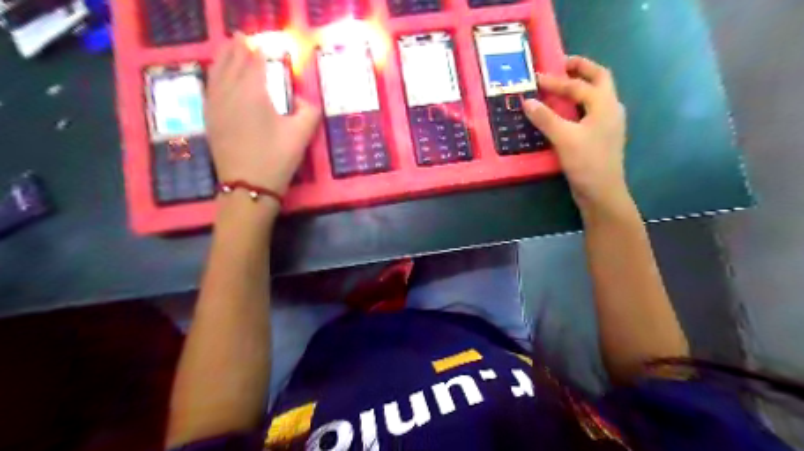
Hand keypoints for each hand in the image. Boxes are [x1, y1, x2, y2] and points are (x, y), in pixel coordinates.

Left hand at [204, 34, 318, 195]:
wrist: (248, 185)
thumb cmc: (277, 158)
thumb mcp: (302, 134)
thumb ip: (309, 111)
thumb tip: (301, 100)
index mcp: (253, 91)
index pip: (255, 62)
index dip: (260, 50)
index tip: (264, 43)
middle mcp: (230, 91)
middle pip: (232, 62)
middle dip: (238, 48)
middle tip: (242, 36)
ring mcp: (216, 104)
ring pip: (216, 72)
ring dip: (223, 57)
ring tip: (228, 48)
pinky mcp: (210, 118)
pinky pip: (210, 87)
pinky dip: (215, 75)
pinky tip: (217, 76)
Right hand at [526, 55, 631, 210]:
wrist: (602, 192)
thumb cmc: (586, 162)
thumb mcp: (564, 138)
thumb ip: (545, 118)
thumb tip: (527, 101)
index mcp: (605, 104)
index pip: (578, 85)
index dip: (556, 81)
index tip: (536, 78)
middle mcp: (610, 108)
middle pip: (600, 79)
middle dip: (581, 69)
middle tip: (562, 64)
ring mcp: (608, 123)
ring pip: (597, 95)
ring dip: (581, 86)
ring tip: (562, 85)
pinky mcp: (601, 136)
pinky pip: (591, 111)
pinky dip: (578, 104)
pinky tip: (566, 112)